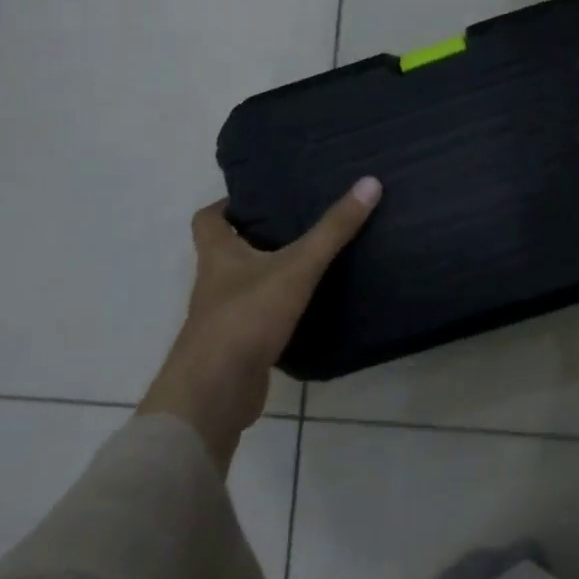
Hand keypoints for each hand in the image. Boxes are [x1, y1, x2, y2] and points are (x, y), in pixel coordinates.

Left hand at [138, 177, 381, 467]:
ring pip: (247, 285)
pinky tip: (310, 307)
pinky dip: (280, 310)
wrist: (214, 396)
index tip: (260, 198)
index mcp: (217, 257)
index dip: (228, 205)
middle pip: (229, 251)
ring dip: (272, 274)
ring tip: (313, 259)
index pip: (208, 220)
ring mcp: (224, 319)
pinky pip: (260, 319)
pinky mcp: (239, 348)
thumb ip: (333, 229)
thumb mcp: (297, 267)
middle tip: (301, 221)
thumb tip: (370, 183)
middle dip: (259, 237)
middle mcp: (214, 284)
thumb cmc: (246, 318)